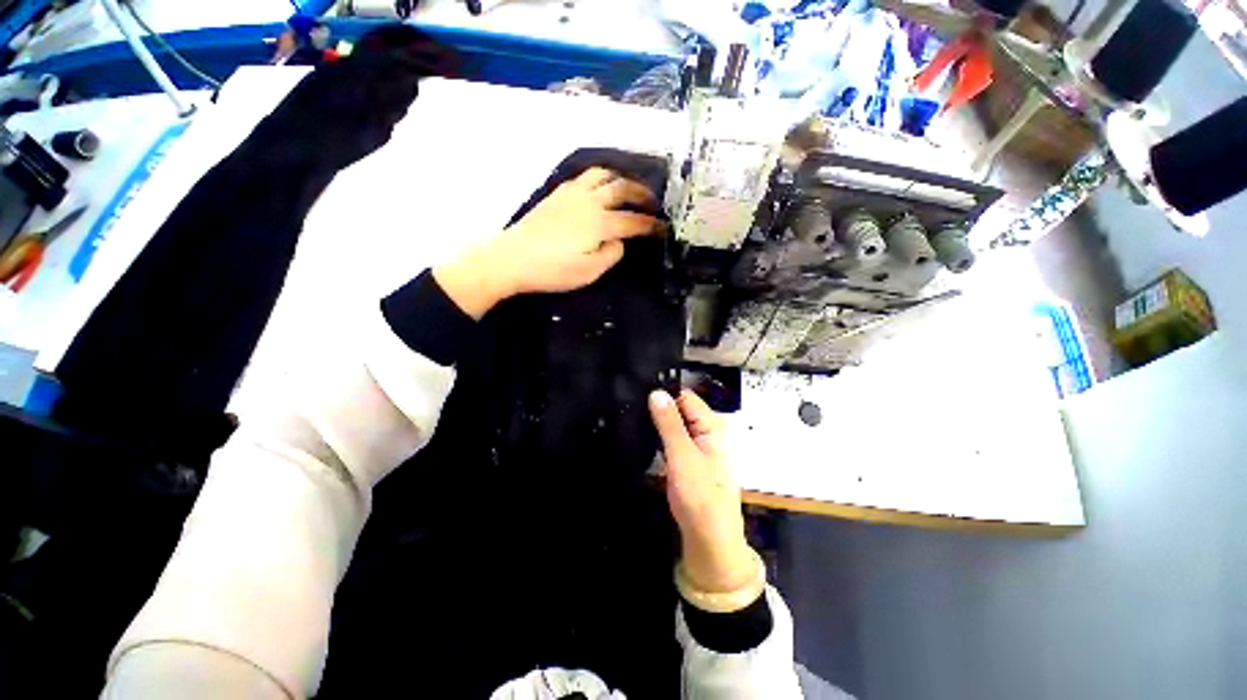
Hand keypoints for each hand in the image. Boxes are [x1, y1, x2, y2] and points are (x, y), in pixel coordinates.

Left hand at [433, 168, 659, 318]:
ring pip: (603, 174)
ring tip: (629, 189)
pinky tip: (601, 188)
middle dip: (642, 193)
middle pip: (622, 187)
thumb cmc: (552, 271)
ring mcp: (572, 193)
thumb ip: (611, 255)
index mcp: (600, 223)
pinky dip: (601, 178)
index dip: (652, 224)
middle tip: (653, 202)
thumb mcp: (589, 272)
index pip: (633, 220)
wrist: (512, 259)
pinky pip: (585, 177)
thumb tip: (620, 241)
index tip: (664, 227)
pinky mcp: (558, 193)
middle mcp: (590, 201)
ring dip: (621, 179)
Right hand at [649, 389, 756, 593]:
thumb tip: (656, 392)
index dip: (663, 395)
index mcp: (712, 425)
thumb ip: (669, 423)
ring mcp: (698, 446)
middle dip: (658, 409)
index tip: (638, 394)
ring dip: (657, 425)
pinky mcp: (689, 460)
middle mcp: (707, 431)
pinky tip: (644, 438)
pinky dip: (660, 439)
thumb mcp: (682, 455)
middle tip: (631, 409)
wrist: (709, 539)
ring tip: (633, 421)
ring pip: (674, 426)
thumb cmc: (700, 495)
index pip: (684, 397)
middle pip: (679, 410)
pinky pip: (672, 440)